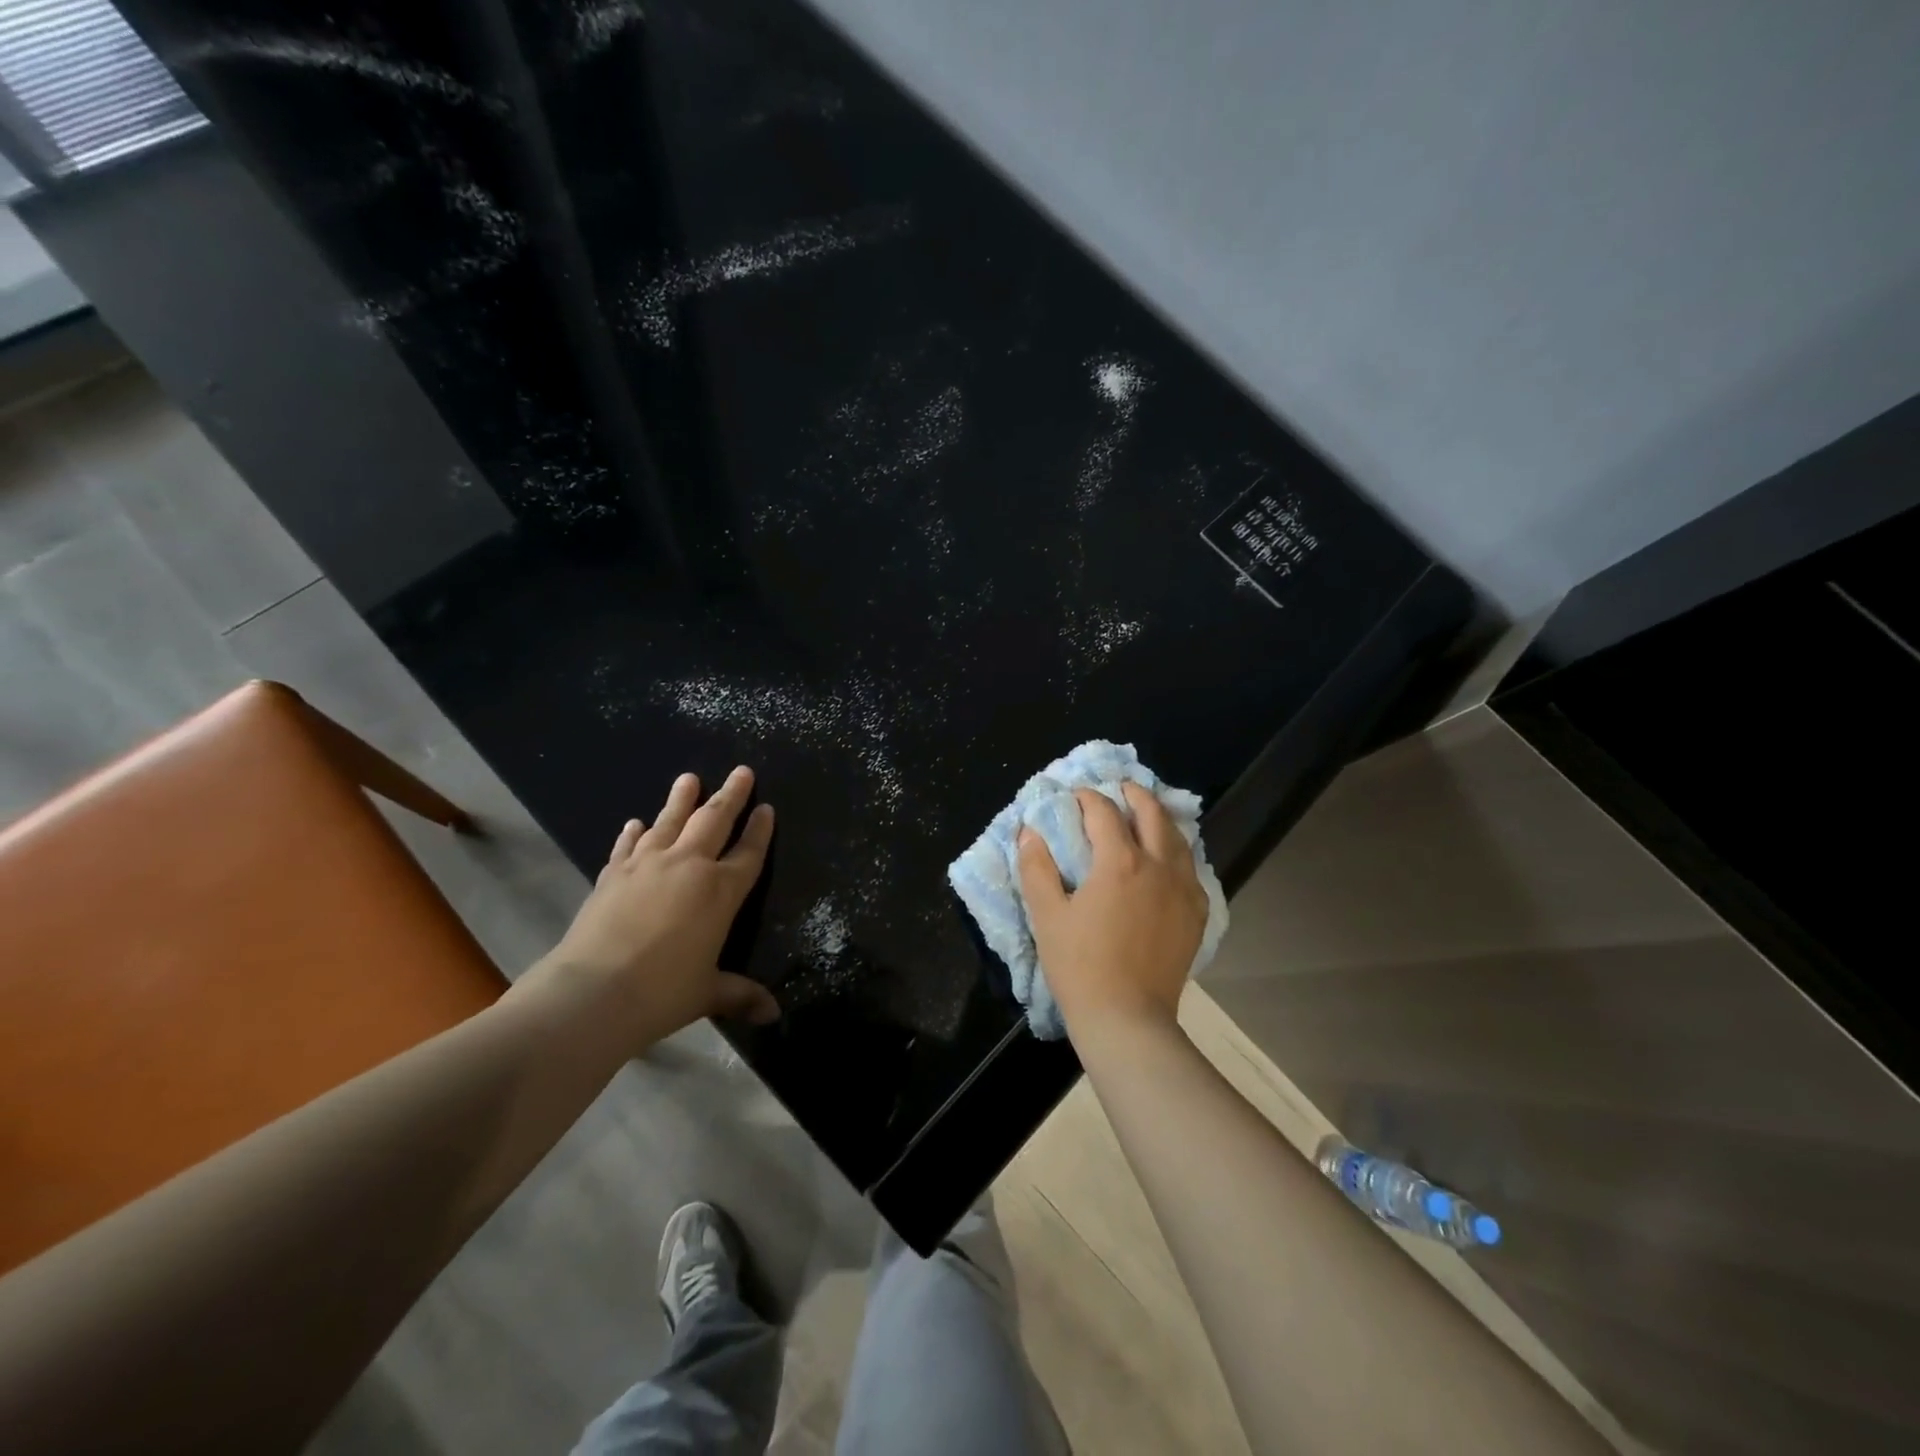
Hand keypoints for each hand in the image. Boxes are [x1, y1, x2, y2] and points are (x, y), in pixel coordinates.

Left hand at [539, 767, 779, 1047]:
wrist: (592, 993)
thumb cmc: (663, 992)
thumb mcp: (708, 993)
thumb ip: (741, 995)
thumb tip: (773, 1014)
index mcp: (721, 892)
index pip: (749, 853)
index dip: (760, 830)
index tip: (767, 808)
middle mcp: (688, 867)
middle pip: (714, 821)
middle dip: (731, 795)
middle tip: (742, 771)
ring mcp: (647, 866)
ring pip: (671, 821)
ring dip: (682, 798)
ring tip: (689, 777)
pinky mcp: (613, 874)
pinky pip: (628, 846)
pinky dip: (634, 833)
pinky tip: (636, 823)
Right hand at [1018, 782, 1207, 1037]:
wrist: (1127, 1018)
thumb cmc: (1080, 965)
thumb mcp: (1047, 915)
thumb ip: (1036, 868)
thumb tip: (1029, 832)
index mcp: (1119, 861)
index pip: (1104, 812)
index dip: (1088, 797)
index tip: (1075, 796)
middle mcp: (1158, 865)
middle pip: (1151, 814)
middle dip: (1134, 794)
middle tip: (1119, 788)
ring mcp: (1183, 889)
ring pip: (1178, 838)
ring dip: (1160, 819)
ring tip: (1146, 814)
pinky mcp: (1196, 913)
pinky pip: (1192, 869)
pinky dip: (1178, 852)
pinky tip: (1169, 859)